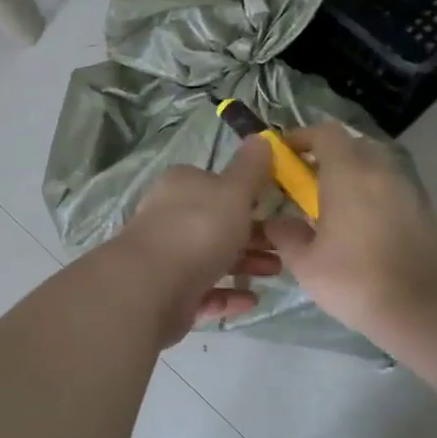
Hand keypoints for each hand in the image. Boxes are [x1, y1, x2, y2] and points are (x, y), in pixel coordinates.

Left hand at [118, 137, 282, 344]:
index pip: (216, 184)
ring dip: (245, 264)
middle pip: (217, 223)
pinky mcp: (167, 293)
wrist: (152, 287)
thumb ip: (250, 168)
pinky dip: (228, 294)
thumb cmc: (199, 229)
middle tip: (284, 247)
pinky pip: (204, 290)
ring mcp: (166, 257)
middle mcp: (169, 217)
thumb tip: (261, 137)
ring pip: (212, 257)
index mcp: (181, 186)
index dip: (246, 195)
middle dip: (253, 234)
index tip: (275, 208)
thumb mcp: (234, 191)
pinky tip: (251, 300)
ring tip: (275, 273)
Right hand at [264, 122, 436, 339]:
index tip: (284, 155)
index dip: (302, 137)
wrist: (426, 310)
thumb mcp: (306, 264)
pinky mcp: (424, 211)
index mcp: (348, 173)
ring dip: (352, 176)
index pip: (325, 132)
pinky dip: (372, 195)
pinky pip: (391, 189)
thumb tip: (277, 222)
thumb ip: (286, 235)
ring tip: (333, 207)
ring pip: (374, 166)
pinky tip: (362, 228)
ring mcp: (407, 189)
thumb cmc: (357, 281)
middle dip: (326, 156)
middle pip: (351, 145)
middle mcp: (380, 171)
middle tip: (305, 182)